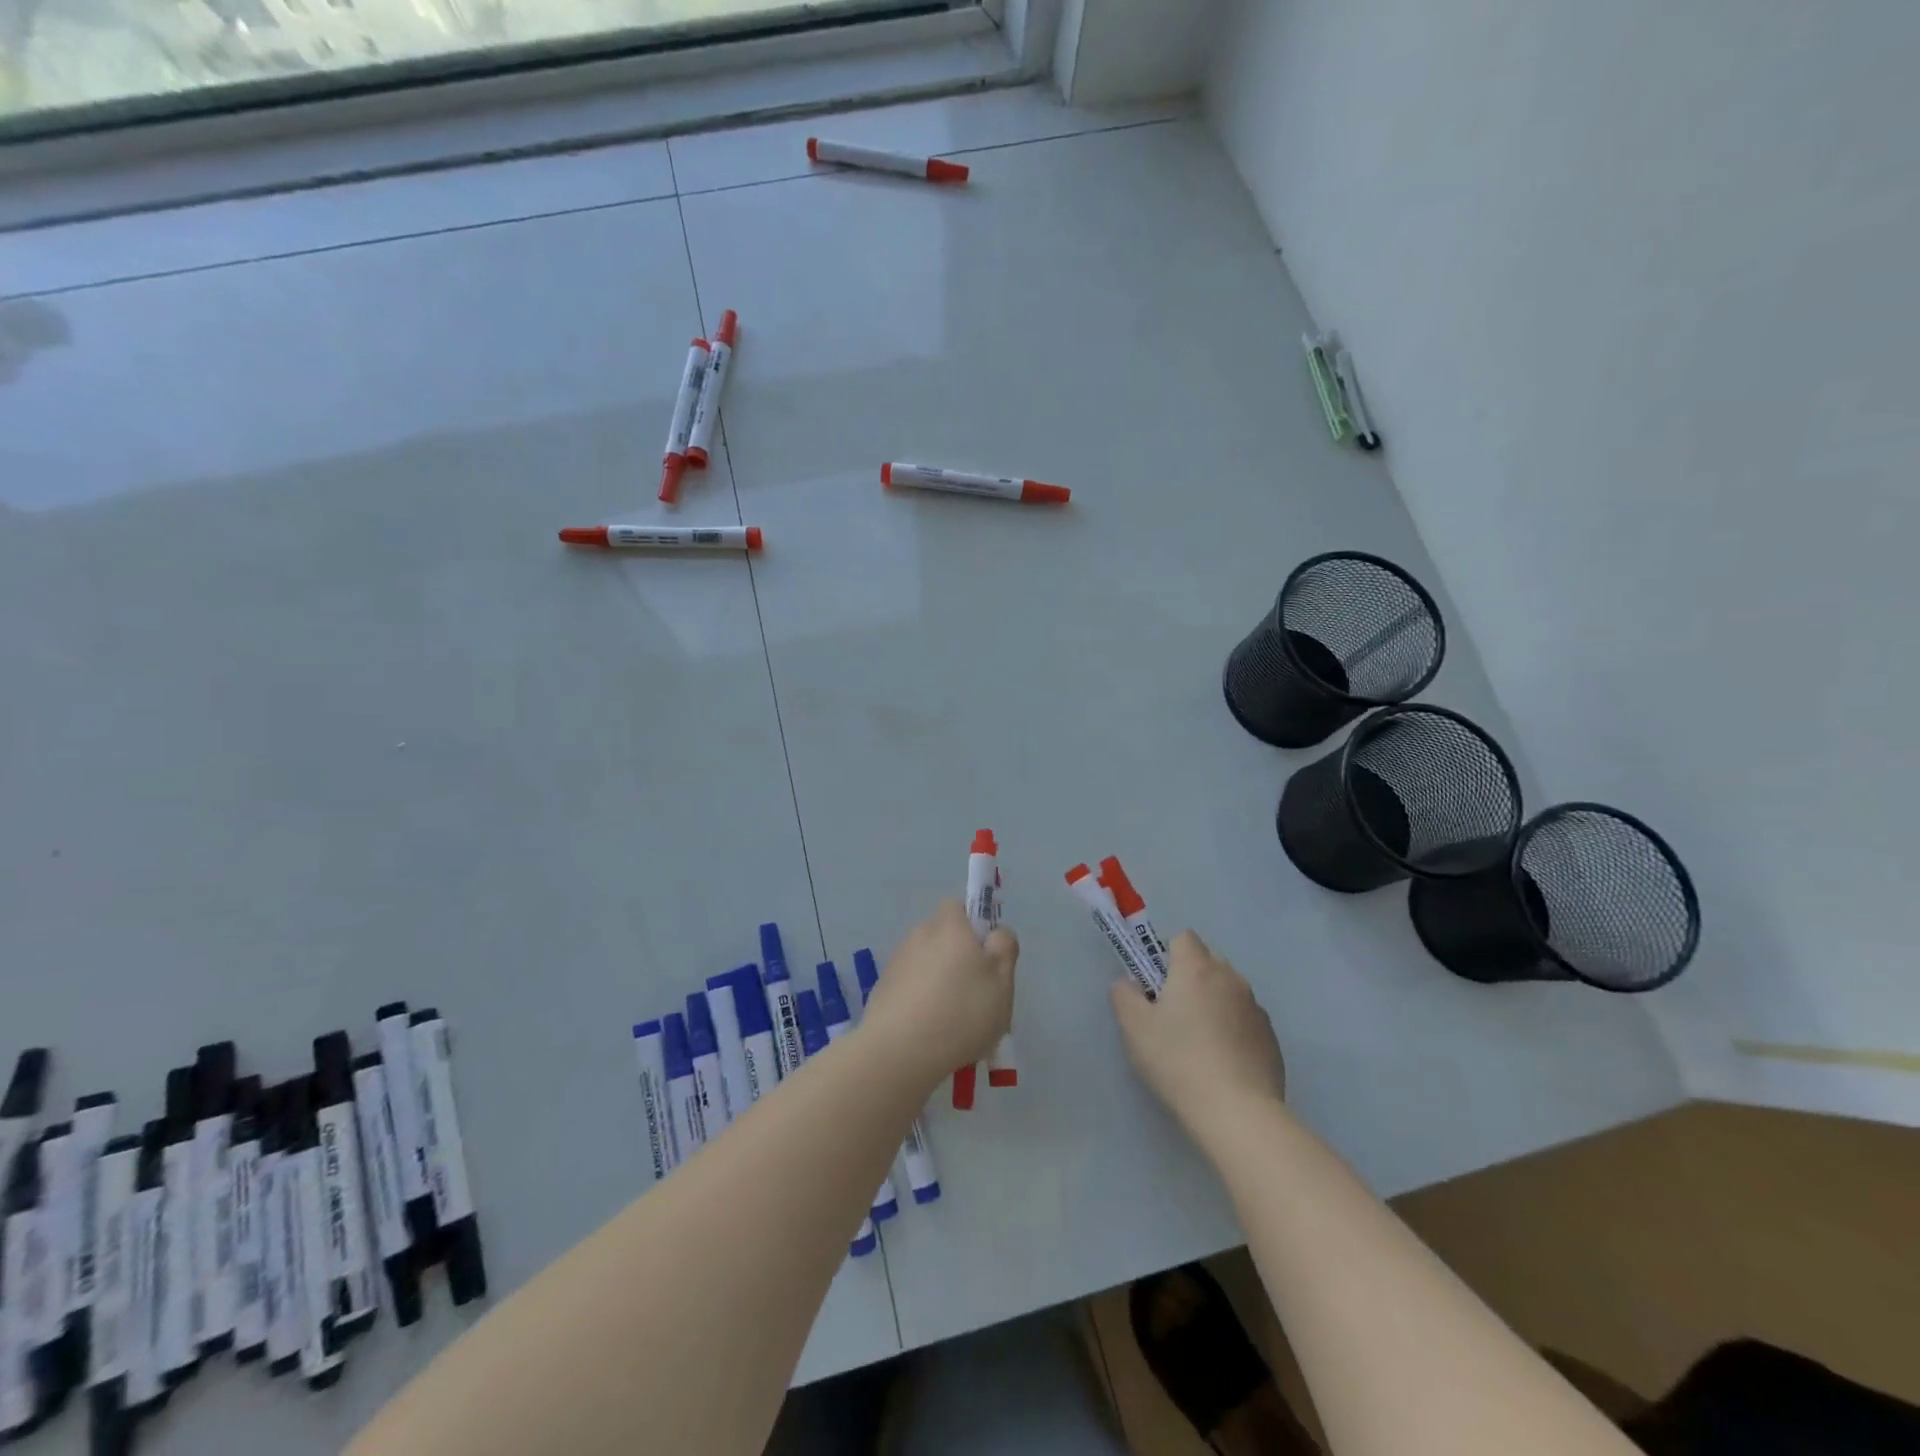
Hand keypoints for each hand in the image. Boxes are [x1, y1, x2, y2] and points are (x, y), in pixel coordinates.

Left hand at [862, 900, 1017, 1087]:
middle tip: (978, 995)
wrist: (898, 1052)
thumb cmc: (960, 1012)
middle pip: (944, 937)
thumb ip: (1004, 949)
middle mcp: (919, 935)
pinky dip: (921, 1002)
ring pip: (927, 964)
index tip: (986, 956)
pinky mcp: (882, 990)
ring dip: (940, 983)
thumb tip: (995, 932)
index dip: (974, 925)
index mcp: (949, 926)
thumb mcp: (1001, 982)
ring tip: (955, 1023)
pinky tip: (931, 1033)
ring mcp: (897, 963)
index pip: (959, 906)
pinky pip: (911, 988)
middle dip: (959, 959)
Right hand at [1111, 931, 1284, 1136]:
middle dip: (1189, 978)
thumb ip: (1124, 995)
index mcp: (1197, 968)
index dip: (1165, 956)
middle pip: (1207, 962)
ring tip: (1198, 1043)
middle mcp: (1231, 978)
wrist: (1237, 1112)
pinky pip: (1244, 1019)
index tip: (1155, 985)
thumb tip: (1130, 984)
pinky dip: (1232, 1029)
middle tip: (1171, 1014)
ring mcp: (1256, 1008)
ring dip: (1213, 1003)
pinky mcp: (1271, 1038)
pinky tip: (1221, 1062)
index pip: (1182, 938)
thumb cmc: (1178, 1060)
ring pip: (1227, 991)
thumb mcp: (1134, 1027)